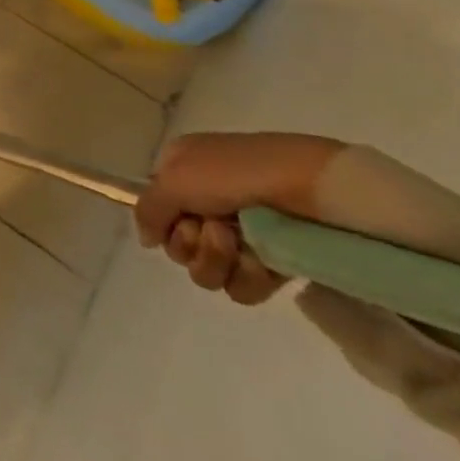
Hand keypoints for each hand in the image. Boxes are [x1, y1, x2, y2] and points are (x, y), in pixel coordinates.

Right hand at [134, 132, 345, 305]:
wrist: (312, 188)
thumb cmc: (236, 173)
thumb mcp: (174, 178)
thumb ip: (148, 209)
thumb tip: (147, 239)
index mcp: (183, 173)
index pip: (157, 212)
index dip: (164, 222)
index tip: (180, 219)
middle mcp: (208, 203)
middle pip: (179, 246)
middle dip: (192, 245)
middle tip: (215, 230)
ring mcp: (242, 235)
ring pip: (208, 271)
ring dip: (217, 260)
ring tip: (239, 243)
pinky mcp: (273, 263)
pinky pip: (243, 287)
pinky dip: (248, 277)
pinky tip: (262, 262)